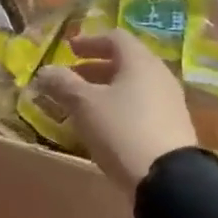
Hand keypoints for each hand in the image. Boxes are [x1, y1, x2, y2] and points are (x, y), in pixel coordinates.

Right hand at [36, 30, 197, 191]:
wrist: (168, 179)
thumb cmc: (122, 130)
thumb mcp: (84, 104)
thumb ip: (62, 84)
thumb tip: (45, 71)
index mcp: (140, 62)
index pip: (115, 38)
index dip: (90, 41)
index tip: (69, 49)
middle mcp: (159, 76)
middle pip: (125, 62)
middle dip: (95, 68)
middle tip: (71, 78)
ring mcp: (169, 103)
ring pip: (133, 86)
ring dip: (106, 90)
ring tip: (82, 105)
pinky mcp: (172, 128)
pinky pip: (141, 107)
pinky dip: (119, 107)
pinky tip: (103, 127)